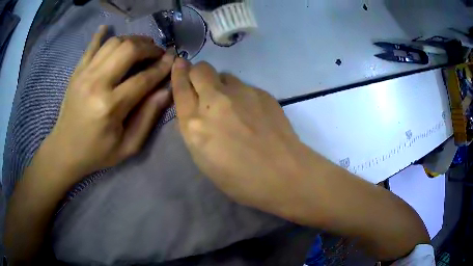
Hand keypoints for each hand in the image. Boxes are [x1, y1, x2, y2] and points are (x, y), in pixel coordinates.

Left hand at [47, 26, 174, 181]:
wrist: (65, 150)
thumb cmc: (97, 153)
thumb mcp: (128, 146)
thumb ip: (148, 117)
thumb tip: (166, 91)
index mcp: (110, 106)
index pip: (144, 78)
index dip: (162, 67)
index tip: (173, 58)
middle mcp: (97, 83)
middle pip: (129, 50)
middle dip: (149, 47)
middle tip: (157, 53)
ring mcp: (84, 74)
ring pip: (113, 43)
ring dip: (132, 40)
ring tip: (141, 46)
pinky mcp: (76, 72)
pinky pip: (91, 46)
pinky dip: (101, 34)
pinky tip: (107, 28)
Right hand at [171, 58, 309, 215]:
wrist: (282, 174)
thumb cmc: (239, 179)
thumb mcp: (203, 159)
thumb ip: (194, 129)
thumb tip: (196, 110)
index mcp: (195, 124)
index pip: (181, 88)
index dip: (178, 73)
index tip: (179, 63)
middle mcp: (215, 101)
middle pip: (201, 69)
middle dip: (198, 73)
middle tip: (204, 86)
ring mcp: (241, 93)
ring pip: (224, 75)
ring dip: (222, 86)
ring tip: (233, 105)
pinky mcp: (261, 93)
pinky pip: (245, 86)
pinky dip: (243, 95)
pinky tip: (253, 113)